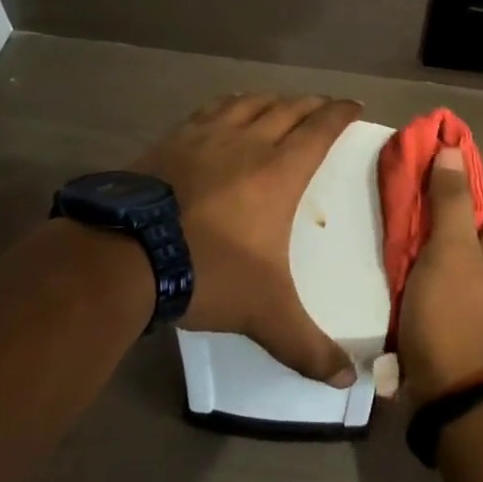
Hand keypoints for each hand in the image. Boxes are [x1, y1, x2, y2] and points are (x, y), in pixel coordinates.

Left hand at [135, 93, 362, 385]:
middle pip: (289, 109)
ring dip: (274, 100)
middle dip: (313, 104)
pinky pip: (212, 109)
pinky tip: (229, 111)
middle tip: (325, 107)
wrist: (127, 255)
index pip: (320, 128)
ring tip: (282, 105)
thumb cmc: (209, 273)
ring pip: (251, 103)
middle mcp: (249, 142)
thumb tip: (348, 381)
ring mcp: (208, 136)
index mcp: (280, 171)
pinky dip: (232, 104)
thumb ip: (308, 346)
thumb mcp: (265, 314)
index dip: (341, 113)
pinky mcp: (174, 139)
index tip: (354, 105)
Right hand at [397, 146, 482, 400]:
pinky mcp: (453, 284)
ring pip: (451, 218)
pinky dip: (422, 227)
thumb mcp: (451, 250)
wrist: (448, 386)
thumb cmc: (452, 312)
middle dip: (437, 173)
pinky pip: (439, 243)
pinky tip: (397, 221)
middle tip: (402, 157)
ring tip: (394, 182)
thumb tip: (453, 149)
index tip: (424, 133)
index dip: (457, 150)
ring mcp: (474, 266)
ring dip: (426, 200)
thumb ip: (453, 199)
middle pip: (468, 194)